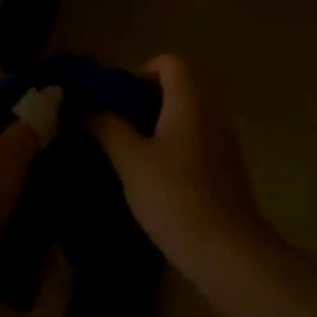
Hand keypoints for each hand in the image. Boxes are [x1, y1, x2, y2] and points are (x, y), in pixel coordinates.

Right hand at [90, 55, 271, 273]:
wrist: (227, 253)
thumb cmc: (175, 197)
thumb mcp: (131, 161)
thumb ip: (108, 128)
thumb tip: (89, 108)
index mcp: (190, 102)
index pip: (169, 63)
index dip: (141, 72)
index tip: (119, 101)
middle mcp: (212, 114)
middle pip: (178, 89)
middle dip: (144, 103)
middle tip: (116, 128)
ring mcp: (224, 143)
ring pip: (186, 118)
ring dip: (158, 128)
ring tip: (129, 155)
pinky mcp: (227, 171)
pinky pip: (196, 143)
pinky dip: (174, 149)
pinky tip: (154, 181)